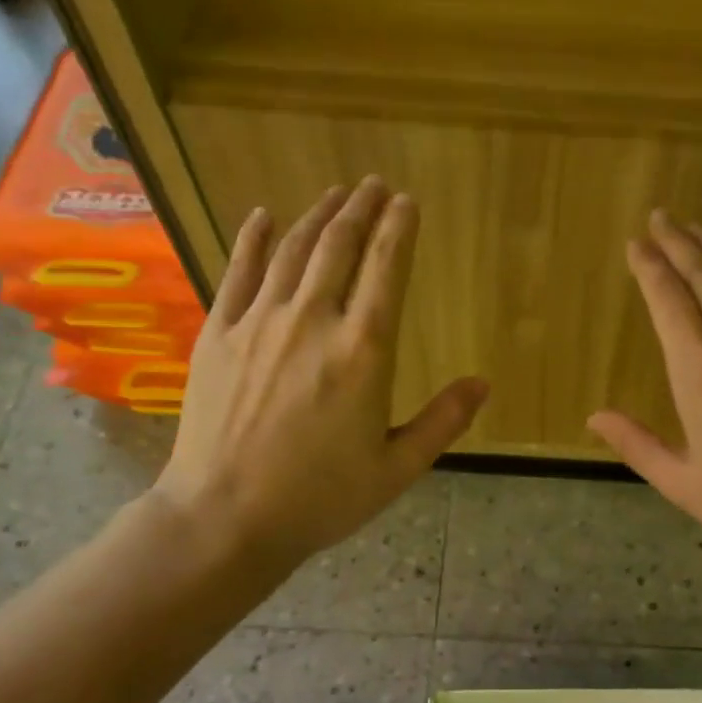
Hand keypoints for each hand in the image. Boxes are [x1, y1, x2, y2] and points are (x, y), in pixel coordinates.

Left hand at [153, 177, 486, 568]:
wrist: (225, 516)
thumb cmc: (320, 498)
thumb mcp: (396, 469)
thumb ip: (442, 422)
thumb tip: (483, 383)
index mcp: (363, 352)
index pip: (386, 270)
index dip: (398, 230)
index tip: (406, 201)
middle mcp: (313, 322)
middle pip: (339, 247)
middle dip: (361, 210)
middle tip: (374, 186)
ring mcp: (259, 323)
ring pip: (293, 251)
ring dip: (318, 216)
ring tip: (336, 195)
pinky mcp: (219, 334)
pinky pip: (238, 272)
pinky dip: (254, 239)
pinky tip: (263, 216)